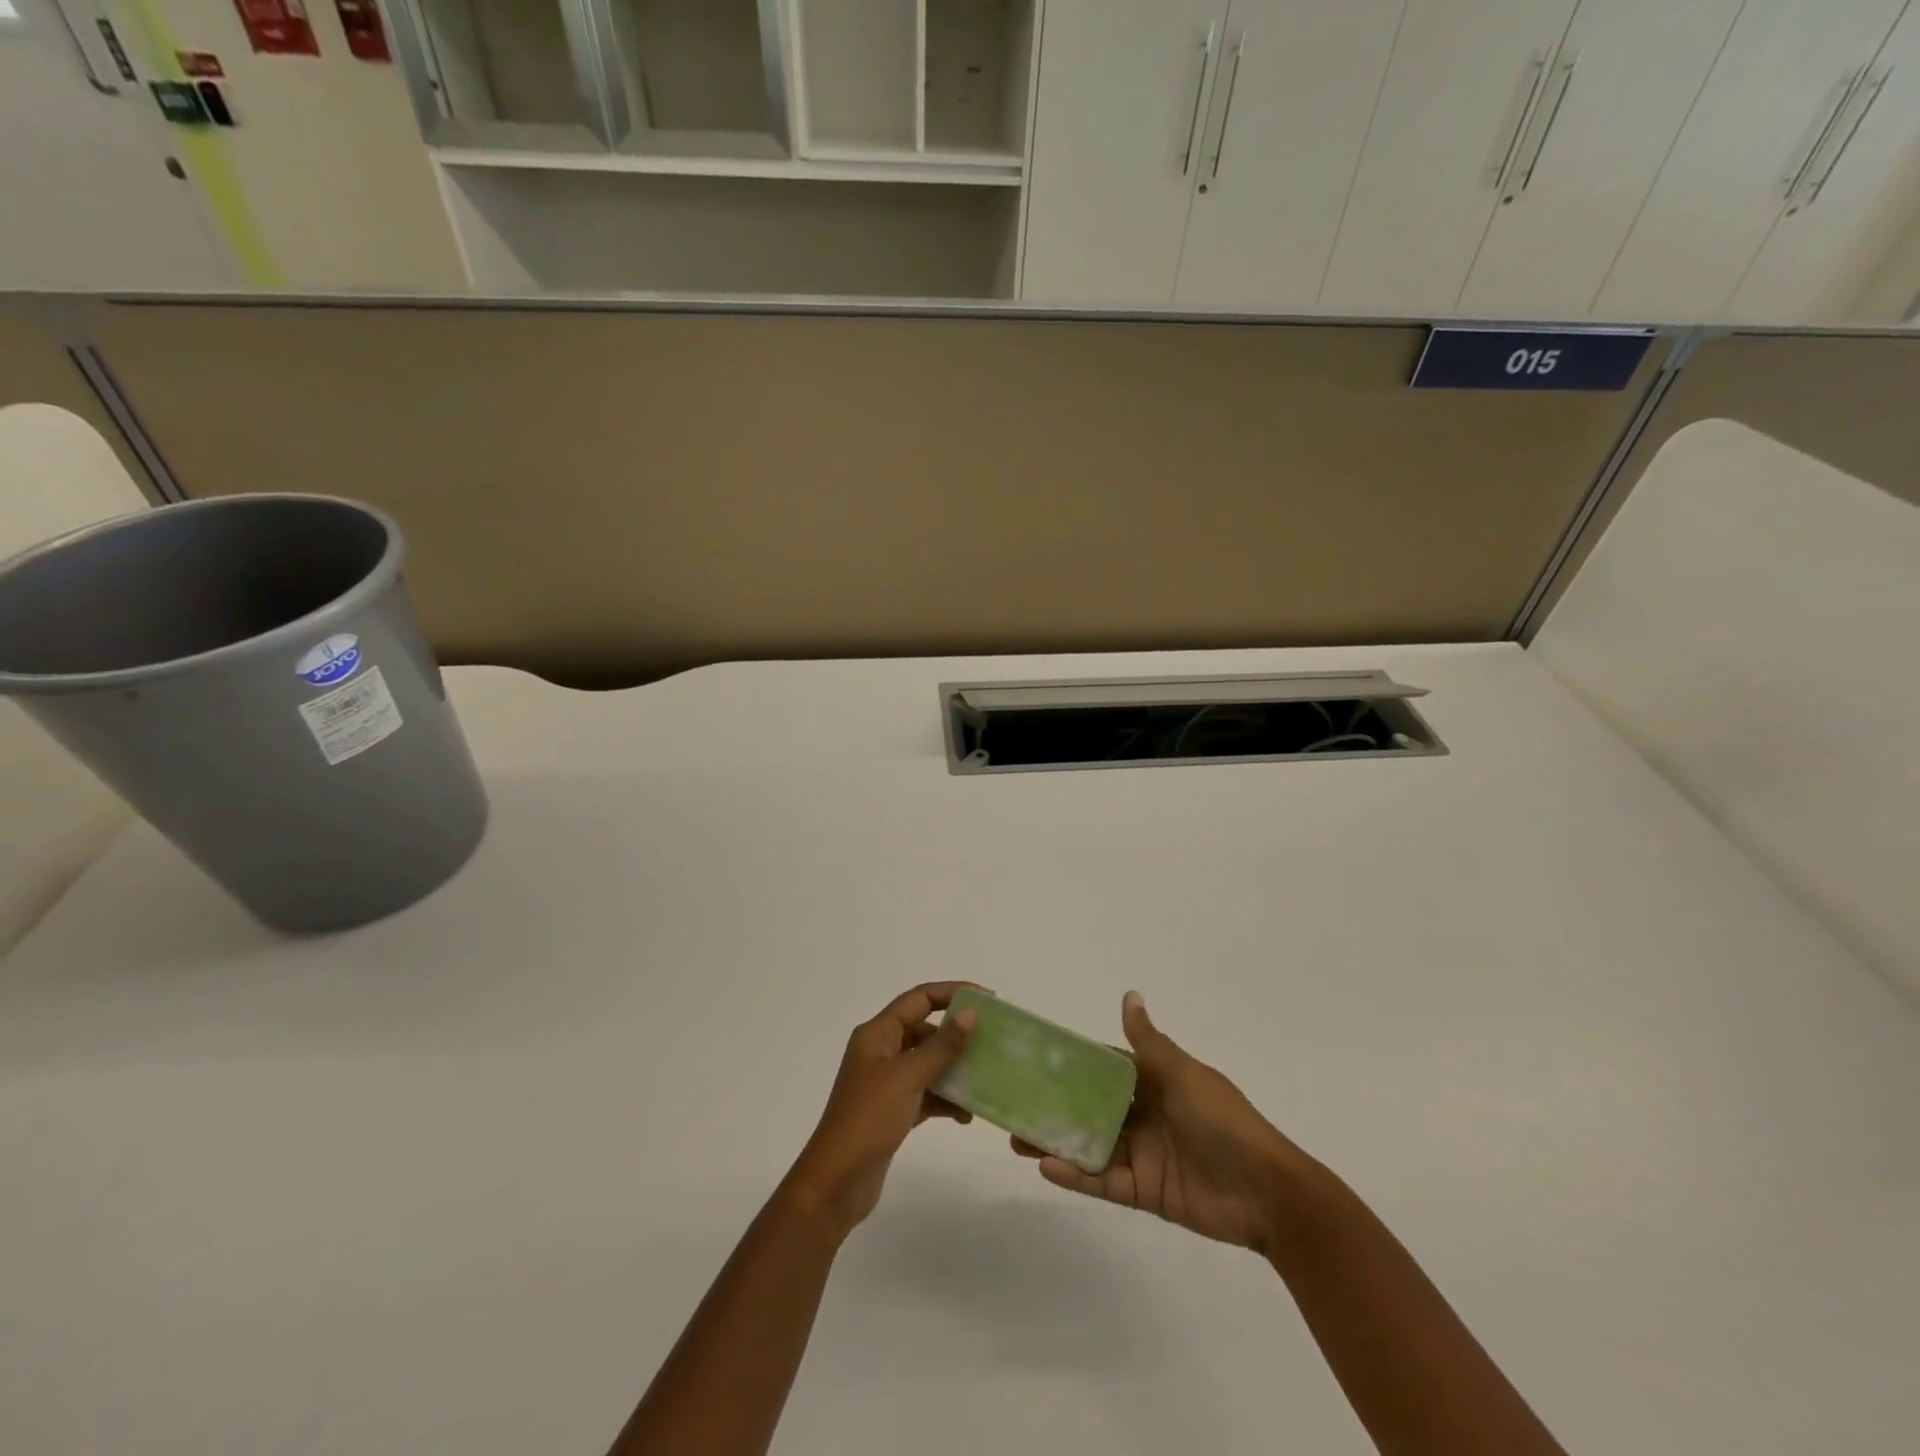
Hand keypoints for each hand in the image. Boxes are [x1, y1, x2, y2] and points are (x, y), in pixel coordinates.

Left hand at [783, 982, 978, 1239]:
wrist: (837, 1182)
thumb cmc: (869, 1118)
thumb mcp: (908, 1077)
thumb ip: (941, 1046)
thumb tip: (970, 1014)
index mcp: (878, 1034)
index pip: (919, 998)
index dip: (952, 993)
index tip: (986, 999)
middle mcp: (881, 1051)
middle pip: (925, 1029)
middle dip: (957, 1035)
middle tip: (991, 1041)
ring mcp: (886, 1082)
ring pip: (928, 1063)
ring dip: (954, 1069)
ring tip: (985, 1078)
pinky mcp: (893, 1110)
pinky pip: (926, 1092)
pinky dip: (946, 1099)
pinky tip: (967, 1114)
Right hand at [1014, 990, 1312, 1255]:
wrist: (1267, 1192)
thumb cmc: (1222, 1119)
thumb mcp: (1182, 1073)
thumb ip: (1148, 1042)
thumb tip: (1129, 995)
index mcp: (1152, 1082)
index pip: (1103, 1069)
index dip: (1070, 1065)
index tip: (1034, 1061)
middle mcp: (1142, 1115)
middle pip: (1088, 1109)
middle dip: (1054, 1107)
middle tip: (1013, 1106)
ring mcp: (1141, 1155)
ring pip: (1089, 1146)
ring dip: (1056, 1142)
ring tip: (1016, 1140)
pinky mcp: (1143, 1191)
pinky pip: (1103, 1182)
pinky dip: (1076, 1176)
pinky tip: (1047, 1168)